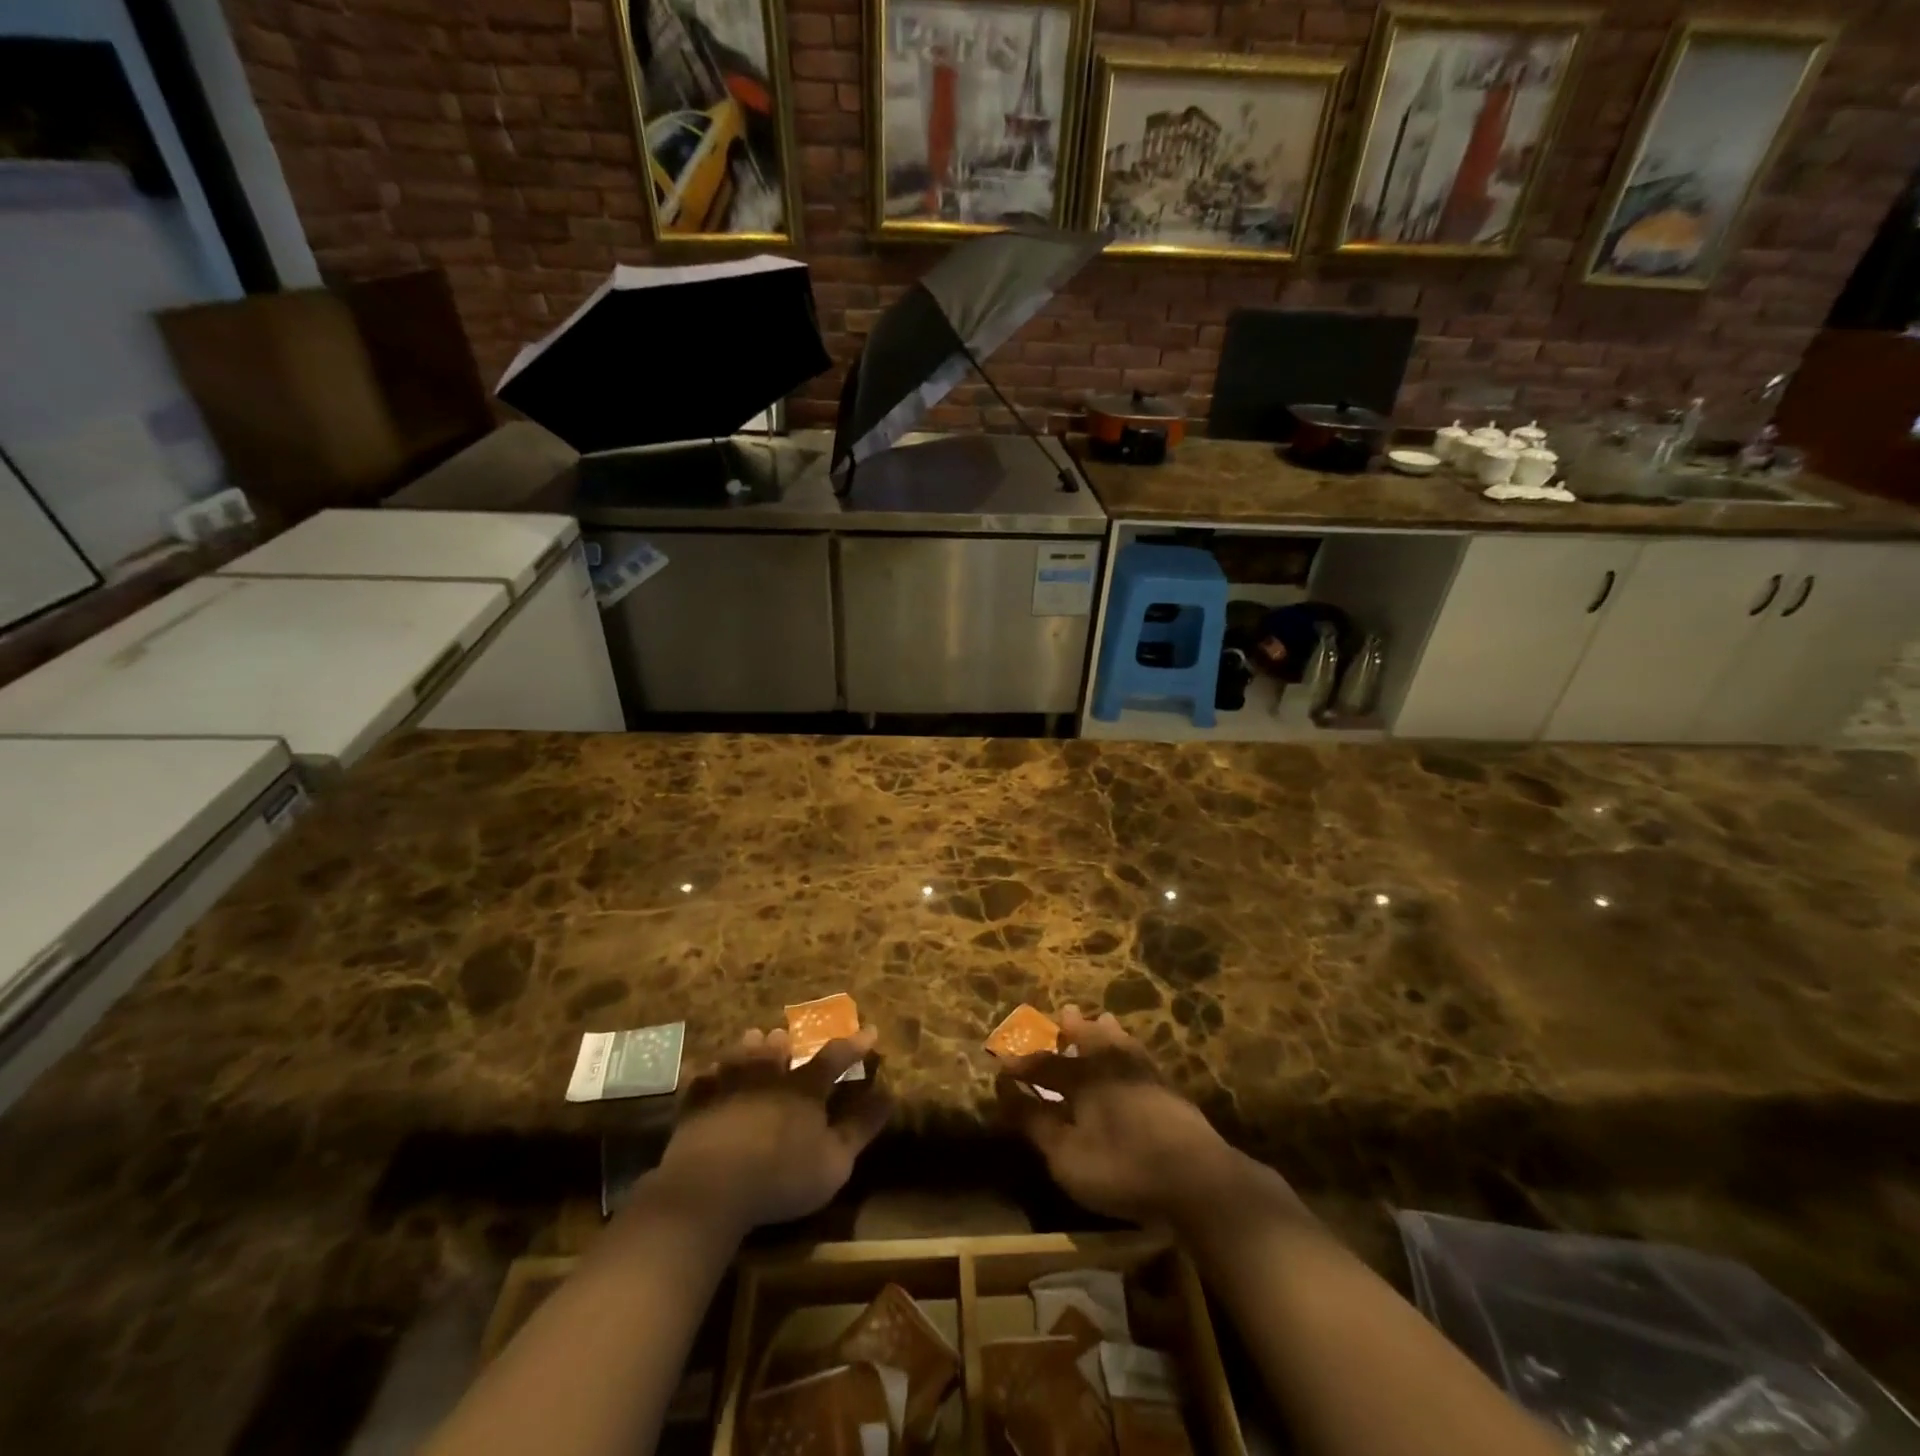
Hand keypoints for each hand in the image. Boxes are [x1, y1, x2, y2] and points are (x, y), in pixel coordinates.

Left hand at [652, 1025, 891, 1235]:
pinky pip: (701, 1082)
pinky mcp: (697, 1106)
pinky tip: (705, 1071)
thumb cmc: (781, 1177)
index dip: (854, 1045)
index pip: (834, 1058)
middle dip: (787, 1041)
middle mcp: (768, 1078)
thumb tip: (889, 1095)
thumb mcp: (835, 1161)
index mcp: (804, 1089)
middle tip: (788, 1034)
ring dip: (750, 1047)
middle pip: (779, 1050)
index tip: (869, 1031)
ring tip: (753, 1036)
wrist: (711, 1187)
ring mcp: (729, 1088)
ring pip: (741, 1057)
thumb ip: (861, 1128)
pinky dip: (706, 1074)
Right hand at [996, 1006, 1265, 1226]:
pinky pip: (1143, 1058)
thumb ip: (1036, 1123)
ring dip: (1105, 1033)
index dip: (1022, 1063)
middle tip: (1065, 1012)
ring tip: (1102, 1020)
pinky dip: (1133, 1050)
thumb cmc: (1122, 1168)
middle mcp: (1111, 1065)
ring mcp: (1144, 1074)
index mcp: (1082, 1078)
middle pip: (1087, 1040)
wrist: (1196, 1179)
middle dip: (1071, 1030)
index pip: (1044, 1064)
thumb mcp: (1067, 1156)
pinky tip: (1137, 1055)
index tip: (1003, 1059)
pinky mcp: (1169, 1090)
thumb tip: (1006, 1092)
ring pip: (1120, 1044)